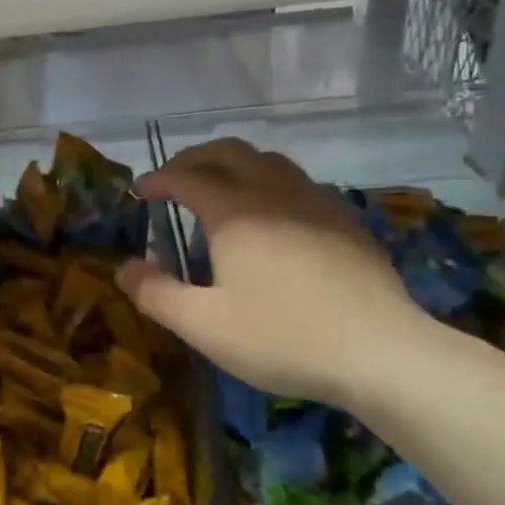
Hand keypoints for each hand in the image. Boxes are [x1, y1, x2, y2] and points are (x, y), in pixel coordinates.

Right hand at [118, 138, 434, 407]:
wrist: (381, 352)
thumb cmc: (284, 338)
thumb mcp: (205, 326)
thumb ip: (156, 294)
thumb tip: (124, 267)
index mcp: (236, 213)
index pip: (187, 177)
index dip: (159, 180)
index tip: (140, 191)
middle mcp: (274, 193)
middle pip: (229, 152)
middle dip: (194, 159)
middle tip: (174, 180)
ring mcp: (315, 202)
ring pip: (268, 160)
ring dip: (234, 164)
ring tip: (219, 190)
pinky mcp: (344, 219)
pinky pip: (297, 182)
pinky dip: (268, 182)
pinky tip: (271, 217)